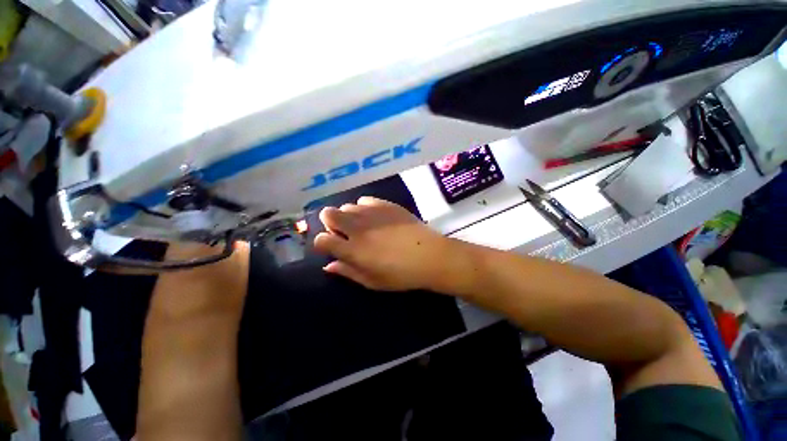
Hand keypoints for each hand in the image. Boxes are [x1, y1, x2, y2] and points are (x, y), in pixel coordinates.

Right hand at [314, 197, 453, 290]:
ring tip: (362, 225)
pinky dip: (364, 208)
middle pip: (328, 214)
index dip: (321, 243)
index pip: (321, 240)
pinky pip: (364, 200)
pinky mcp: (385, 204)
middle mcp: (357, 227)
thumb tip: (328, 265)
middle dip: (330, 222)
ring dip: (348, 216)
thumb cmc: (401, 274)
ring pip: (346, 206)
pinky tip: (375, 217)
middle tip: (343, 233)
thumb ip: (347, 272)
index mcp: (352, 250)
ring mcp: (372, 213)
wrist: (430, 256)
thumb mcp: (372, 281)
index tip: (331, 247)